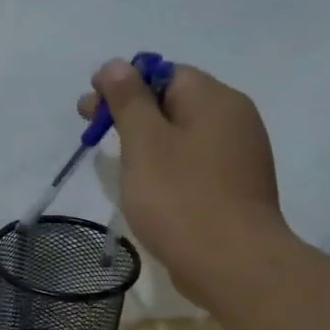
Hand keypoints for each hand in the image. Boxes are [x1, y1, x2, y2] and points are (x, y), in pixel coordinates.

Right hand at [79, 58, 287, 306]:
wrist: (232, 263)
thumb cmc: (180, 198)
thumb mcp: (144, 143)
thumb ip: (128, 100)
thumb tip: (116, 65)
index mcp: (214, 99)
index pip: (164, 73)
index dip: (123, 84)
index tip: (90, 109)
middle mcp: (234, 118)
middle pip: (174, 101)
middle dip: (130, 112)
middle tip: (92, 133)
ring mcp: (239, 154)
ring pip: (183, 133)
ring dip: (147, 140)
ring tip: (115, 162)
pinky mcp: (235, 186)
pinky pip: (194, 161)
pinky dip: (167, 163)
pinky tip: (147, 186)